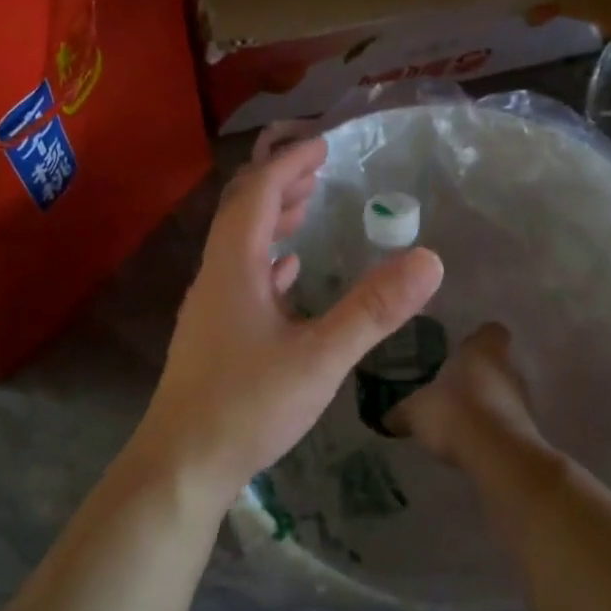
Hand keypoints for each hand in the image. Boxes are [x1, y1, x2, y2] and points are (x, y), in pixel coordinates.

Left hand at [133, 135, 443, 502]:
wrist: (182, 465)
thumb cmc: (247, 405)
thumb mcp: (320, 357)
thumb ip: (373, 309)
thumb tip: (429, 260)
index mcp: (234, 267)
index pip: (257, 194)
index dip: (289, 165)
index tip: (322, 145)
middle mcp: (216, 277)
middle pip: (242, 212)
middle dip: (279, 185)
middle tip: (318, 169)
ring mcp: (210, 308)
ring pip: (239, 246)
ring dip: (271, 220)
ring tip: (305, 208)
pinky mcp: (212, 336)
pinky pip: (241, 280)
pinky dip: (266, 262)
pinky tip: (287, 274)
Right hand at [389, 322, 540, 466]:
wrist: (496, 453)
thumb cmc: (453, 411)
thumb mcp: (415, 411)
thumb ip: (401, 413)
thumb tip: (387, 419)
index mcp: (482, 350)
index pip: (490, 331)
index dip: (477, 339)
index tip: (460, 350)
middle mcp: (508, 367)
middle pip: (496, 363)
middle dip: (476, 375)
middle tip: (450, 388)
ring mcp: (523, 399)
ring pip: (502, 393)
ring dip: (485, 403)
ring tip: (458, 419)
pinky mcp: (527, 429)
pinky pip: (506, 421)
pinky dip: (491, 428)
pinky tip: (470, 442)